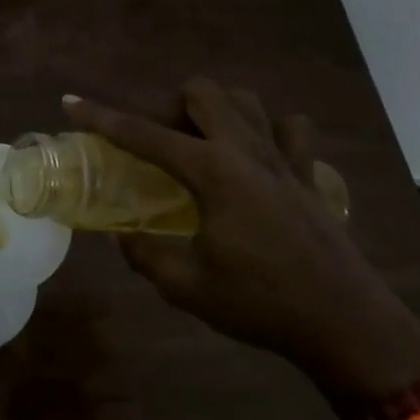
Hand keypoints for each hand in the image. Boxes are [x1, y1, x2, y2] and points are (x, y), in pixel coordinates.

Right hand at [67, 82, 419, 399]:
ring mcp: (284, 158)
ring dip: (216, 111)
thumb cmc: (261, 303)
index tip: (71, 104)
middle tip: (160, 145)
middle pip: (202, 93)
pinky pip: (291, 130)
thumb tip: (125, 238)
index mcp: (212, 171)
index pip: (143, 133)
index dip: (102, 118)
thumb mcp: (186, 286)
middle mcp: (246, 150)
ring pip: (246, 101)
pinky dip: (269, 131)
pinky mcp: (309, 175)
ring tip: (202, 146)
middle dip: (170, 107)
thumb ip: (145, 254)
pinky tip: (257, 157)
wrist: (347, 326)